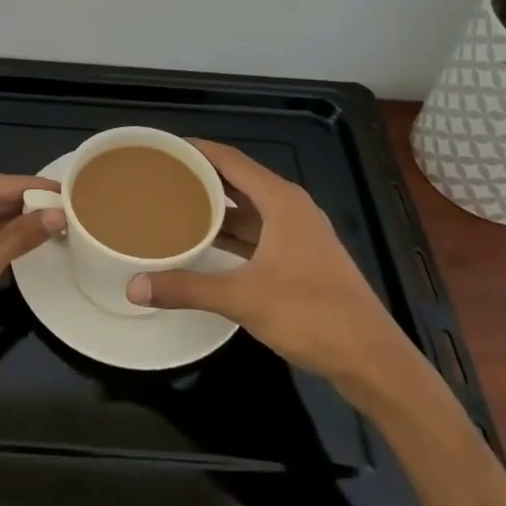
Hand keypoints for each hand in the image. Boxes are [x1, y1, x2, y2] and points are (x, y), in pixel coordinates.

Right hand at [125, 139, 413, 387]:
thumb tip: (134, 287)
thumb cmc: (310, 314)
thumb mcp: (243, 298)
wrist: (371, 359)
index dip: (197, 150)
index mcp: (281, 201)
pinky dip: (233, 232)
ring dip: (217, 207)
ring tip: (176, 206)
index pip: (231, 160)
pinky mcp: (302, 259)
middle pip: (239, 181)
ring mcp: (299, 234)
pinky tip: (208, 243)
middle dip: (202, 178)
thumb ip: (188, 289)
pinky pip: (259, 232)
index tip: (164, 147)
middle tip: (161, 177)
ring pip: (250, 209)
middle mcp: (291, 208)